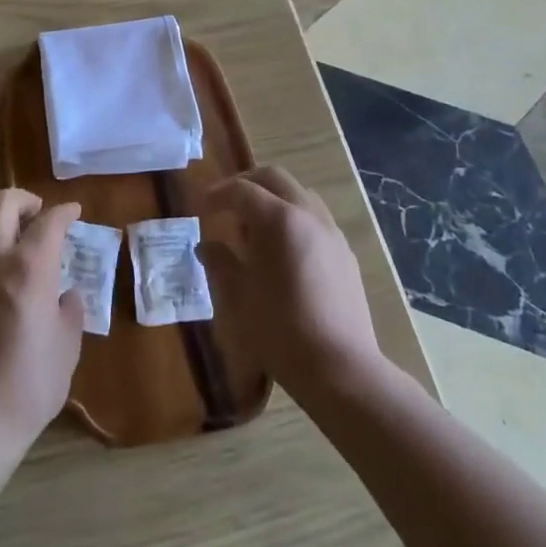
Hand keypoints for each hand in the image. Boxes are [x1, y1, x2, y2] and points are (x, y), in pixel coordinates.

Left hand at [0, 188, 84, 463]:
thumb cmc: (29, 386)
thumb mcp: (67, 347)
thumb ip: (70, 311)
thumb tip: (67, 294)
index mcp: (29, 268)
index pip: (49, 222)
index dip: (65, 212)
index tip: (73, 212)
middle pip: (2, 203)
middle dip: (25, 200)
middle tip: (38, 214)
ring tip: (7, 232)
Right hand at [194, 165, 382, 397]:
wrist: (340, 368)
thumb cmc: (280, 330)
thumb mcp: (238, 297)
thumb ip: (221, 263)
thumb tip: (207, 246)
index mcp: (278, 219)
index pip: (241, 190)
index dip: (217, 194)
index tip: (200, 207)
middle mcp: (307, 214)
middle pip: (274, 177)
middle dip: (246, 183)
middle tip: (226, 204)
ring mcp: (331, 232)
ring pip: (299, 194)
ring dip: (273, 198)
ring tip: (255, 228)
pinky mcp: (345, 253)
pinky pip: (315, 218)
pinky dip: (294, 218)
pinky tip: (284, 251)